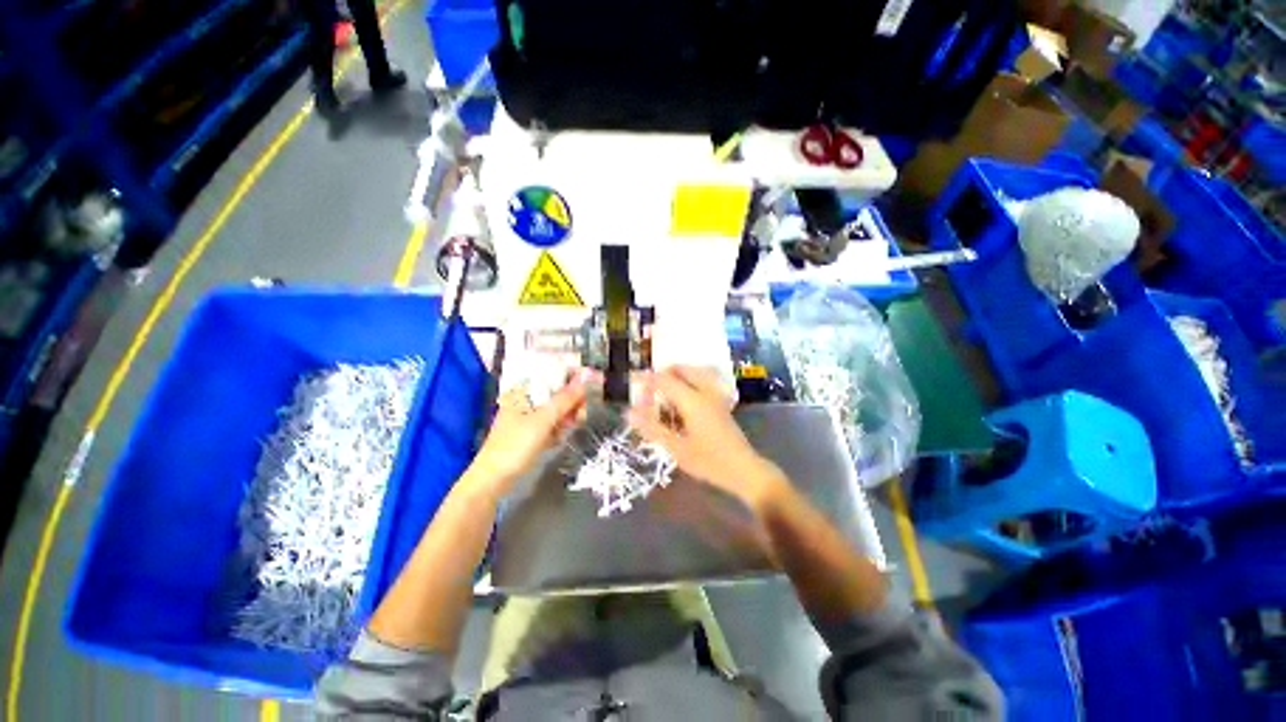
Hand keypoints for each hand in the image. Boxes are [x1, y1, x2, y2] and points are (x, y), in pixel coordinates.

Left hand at [466, 369, 593, 495]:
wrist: (494, 482)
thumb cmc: (514, 446)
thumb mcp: (543, 420)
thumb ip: (566, 398)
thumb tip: (588, 375)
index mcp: (524, 390)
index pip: (554, 374)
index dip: (575, 376)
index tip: (595, 380)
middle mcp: (527, 400)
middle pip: (559, 392)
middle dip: (573, 400)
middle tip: (581, 412)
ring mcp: (530, 417)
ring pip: (559, 409)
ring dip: (568, 416)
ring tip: (570, 427)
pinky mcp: (534, 433)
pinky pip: (555, 424)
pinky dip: (560, 428)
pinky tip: (559, 437)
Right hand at [629, 366, 785, 510]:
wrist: (743, 469)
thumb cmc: (709, 461)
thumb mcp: (676, 448)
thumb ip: (652, 428)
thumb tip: (629, 413)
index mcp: (692, 400)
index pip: (664, 379)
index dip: (646, 380)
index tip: (633, 386)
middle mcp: (704, 391)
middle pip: (680, 369)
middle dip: (662, 375)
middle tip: (650, 392)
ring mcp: (715, 395)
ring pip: (693, 372)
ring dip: (676, 377)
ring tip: (664, 396)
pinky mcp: (721, 402)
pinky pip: (702, 380)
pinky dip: (688, 382)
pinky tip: (682, 403)